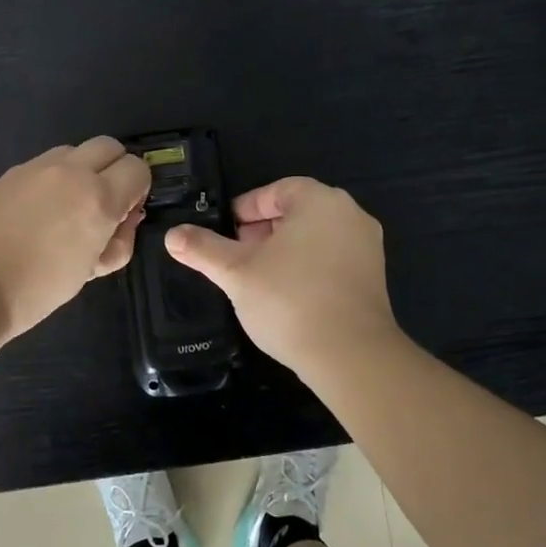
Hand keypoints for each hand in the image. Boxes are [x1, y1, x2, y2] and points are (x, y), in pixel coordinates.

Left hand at [0, 137, 149, 346]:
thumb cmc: (33, 291)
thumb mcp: (88, 273)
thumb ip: (116, 242)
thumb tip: (124, 220)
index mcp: (97, 197)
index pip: (137, 168)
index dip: (138, 189)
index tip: (125, 213)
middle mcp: (69, 172)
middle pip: (108, 146)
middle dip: (114, 169)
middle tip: (102, 203)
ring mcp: (32, 168)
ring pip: (71, 152)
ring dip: (79, 171)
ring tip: (64, 209)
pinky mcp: (3, 175)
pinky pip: (38, 167)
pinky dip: (47, 182)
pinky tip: (30, 215)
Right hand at [164, 176, 399, 375]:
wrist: (351, 356)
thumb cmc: (289, 300)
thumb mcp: (236, 272)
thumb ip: (203, 249)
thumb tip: (172, 235)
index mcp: (320, 201)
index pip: (276, 190)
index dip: (246, 209)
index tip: (226, 231)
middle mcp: (350, 214)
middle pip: (297, 212)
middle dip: (263, 230)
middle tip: (238, 255)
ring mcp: (367, 246)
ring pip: (315, 237)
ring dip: (285, 250)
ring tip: (258, 277)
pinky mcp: (374, 277)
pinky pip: (333, 259)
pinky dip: (308, 267)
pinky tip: (287, 295)